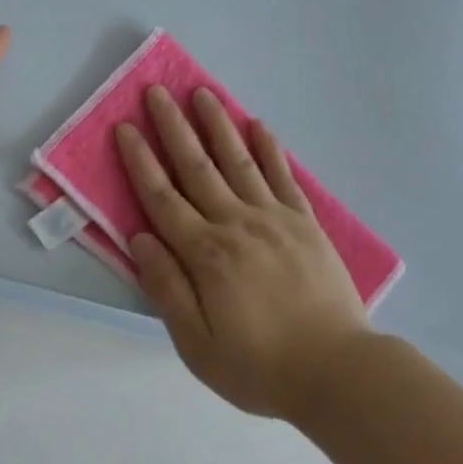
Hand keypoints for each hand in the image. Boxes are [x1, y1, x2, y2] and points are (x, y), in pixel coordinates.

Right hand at [116, 86, 369, 418]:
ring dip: (217, 125)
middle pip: (197, 167)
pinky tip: (257, 125)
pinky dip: (269, 149)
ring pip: (238, 161)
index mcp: (205, 254)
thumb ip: (166, 287)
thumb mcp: (197, 344)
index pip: (162, 197)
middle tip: (157, 91)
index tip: (125, 128)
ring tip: (202, 92)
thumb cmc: (259, 365)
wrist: (337, 372)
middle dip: (173, 127)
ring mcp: (274, 219)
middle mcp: (236, 224)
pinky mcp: (305, 223)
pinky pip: (283, 176)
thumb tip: (140, 237)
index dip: (140, 161)